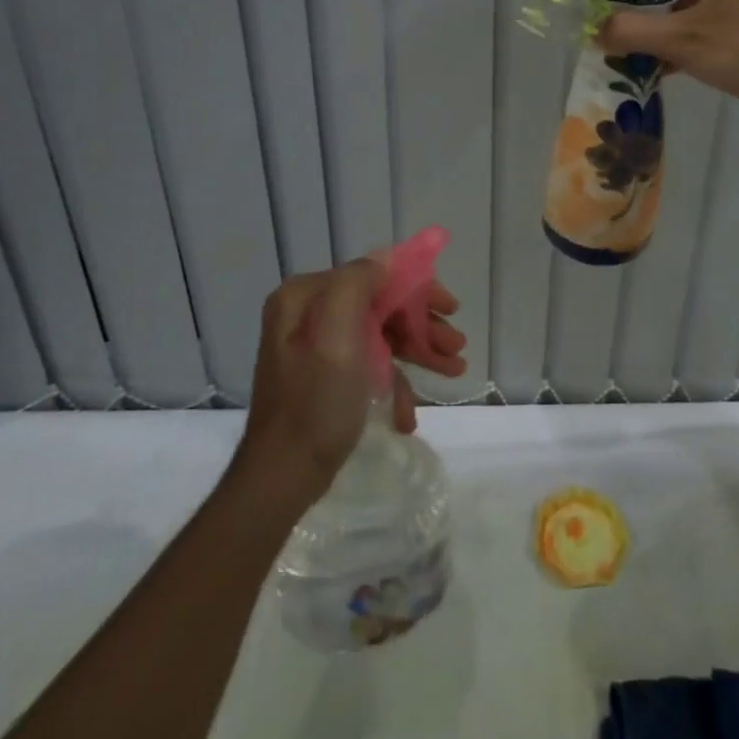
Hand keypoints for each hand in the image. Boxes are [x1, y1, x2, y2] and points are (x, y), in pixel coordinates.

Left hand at [235, 258, 470, 510]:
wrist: (281, 478)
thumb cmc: (315, 402)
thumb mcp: (337, 336)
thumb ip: (358, 284)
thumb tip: (385, 260)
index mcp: (306, 296)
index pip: (374, 275)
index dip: (416, 289)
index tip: (449, 308)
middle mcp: (308, 314)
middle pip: (380, 306)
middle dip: (421, 326)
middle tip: (457, 346)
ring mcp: (316, 348)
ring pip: (379, 336)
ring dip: (417, 352)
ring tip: (453, 370)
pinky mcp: (324, 378)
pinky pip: (367, 366)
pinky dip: (392, 384)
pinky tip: (408, 414)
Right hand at [597, 0, 738, 132]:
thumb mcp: (681, 38)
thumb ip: (632, 32)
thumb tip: (595, 31)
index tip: (605, 9)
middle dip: (643, 16)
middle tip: (613, 38)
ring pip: (688, 17)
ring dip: (661, 38)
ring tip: (629, 59)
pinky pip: (705, 37)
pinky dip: (683, 51)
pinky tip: (661, 72)